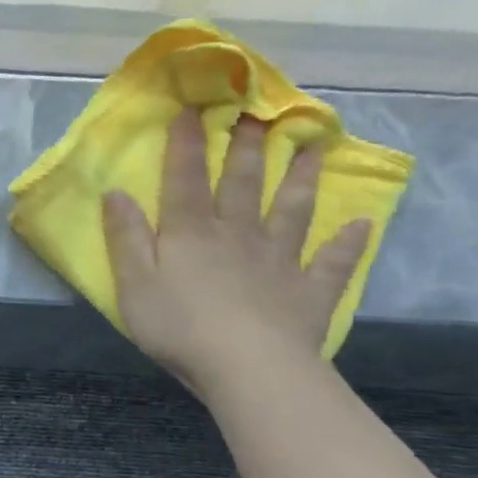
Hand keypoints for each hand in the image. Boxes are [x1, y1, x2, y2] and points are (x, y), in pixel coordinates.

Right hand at [102, 108, 369, 399]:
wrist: (248, 369)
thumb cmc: (179, 326)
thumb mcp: (134, 283)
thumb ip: (126, 237)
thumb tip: (116, 191)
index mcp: (191, 233)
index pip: (185, 179)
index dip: (186, 144)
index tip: (194, 108)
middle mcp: (237, 235)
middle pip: (243, 184)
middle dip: (248, 147)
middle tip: (260, 113)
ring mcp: (278, 262)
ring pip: (292, 211)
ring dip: (303, 179)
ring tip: (315, 148)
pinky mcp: (308, 292)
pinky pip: (331, 264)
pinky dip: (347, 244)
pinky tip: (361, 225)